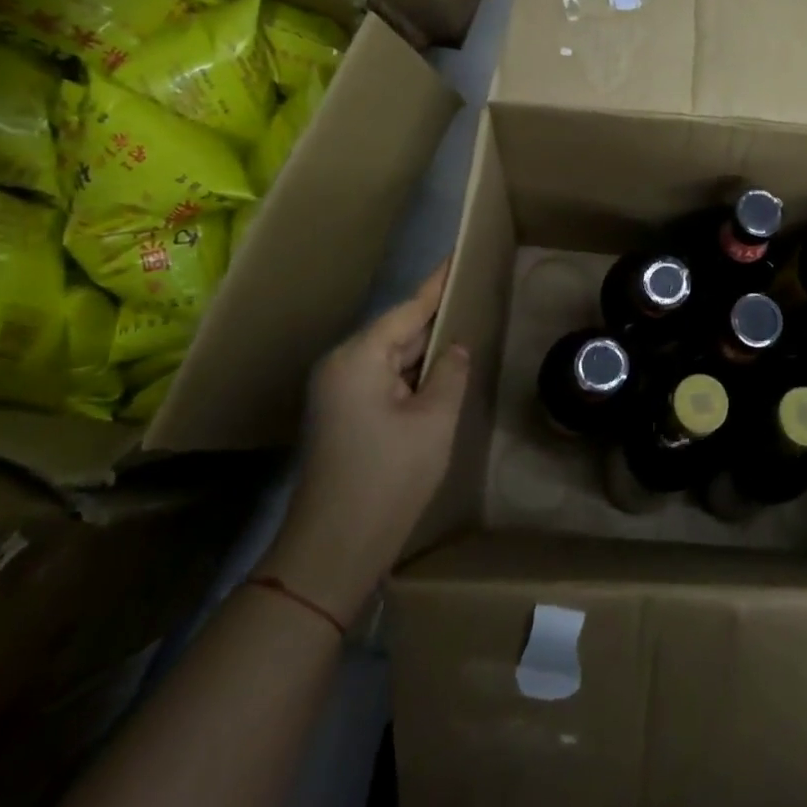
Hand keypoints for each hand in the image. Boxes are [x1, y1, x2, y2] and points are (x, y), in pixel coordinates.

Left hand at [261, 262, 470, 620]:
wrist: (332, 553)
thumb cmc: (388, 479)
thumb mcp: (434, 421)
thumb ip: (449, 373)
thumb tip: (454, 349)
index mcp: (359, 358)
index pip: (409, 308)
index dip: (438, 283)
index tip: (459, 254)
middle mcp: (341, 366)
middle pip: (398, 331)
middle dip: (436, 317)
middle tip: (474, 294)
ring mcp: (337, 393)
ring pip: (391, 357)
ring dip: (425, 351)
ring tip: (465, 327)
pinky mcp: (341, 416)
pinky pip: (383, 380)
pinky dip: (411, 375)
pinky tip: (440, 373)